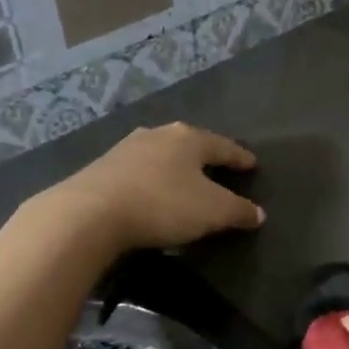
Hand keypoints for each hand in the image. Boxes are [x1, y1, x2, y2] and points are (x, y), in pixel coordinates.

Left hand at [46, 123, 263, 251]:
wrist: (90, 213)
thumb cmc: (163, 205)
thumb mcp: (213, 212)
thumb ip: (239, 211)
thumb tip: (258, 214)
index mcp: (189, 138)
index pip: (224, 147)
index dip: (240, 158)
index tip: (252, 164)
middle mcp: (159, 134)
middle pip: (190, 145)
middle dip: (205, 158)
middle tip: (219, 170)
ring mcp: (126, 148)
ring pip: (162, 155)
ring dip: (175, 168)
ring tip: (185, 181)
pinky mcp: (103, 167)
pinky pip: (140, 171)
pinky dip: (152, 180)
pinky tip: (153, 192)